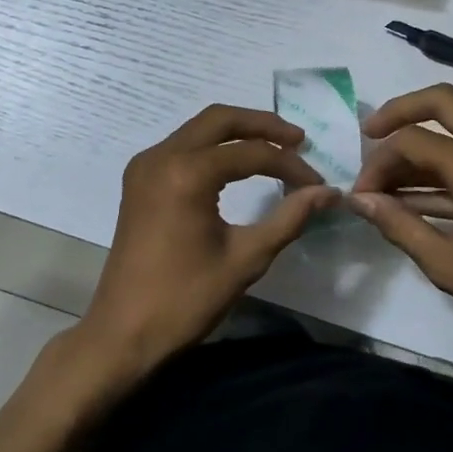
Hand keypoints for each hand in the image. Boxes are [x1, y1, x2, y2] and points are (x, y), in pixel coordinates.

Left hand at [79, 104, 336, 379]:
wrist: (123, 332)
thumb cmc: (186, 299)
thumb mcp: (246, 259)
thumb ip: (289, 218)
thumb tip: (329, 192)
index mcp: (186, 173)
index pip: (251, 153)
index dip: (290, 166)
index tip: (318, 185)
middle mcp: (161, 156)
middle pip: (220, 119)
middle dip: (262, 125)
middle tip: (299, 141)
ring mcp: (144, 166)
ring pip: (199, 129)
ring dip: (237, 133)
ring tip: (275, 149)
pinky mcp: (138, 180)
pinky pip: (182, 146)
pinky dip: (213, 147)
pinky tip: (236, 165)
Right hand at [349, 84, 452, 382]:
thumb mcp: (449, 266)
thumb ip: (399, 226)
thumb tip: (359, 201)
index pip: (411, 140)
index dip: (377, 164)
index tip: (360, 195)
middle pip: (442, 102)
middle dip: (399, 113)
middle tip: (368, 137)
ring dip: (422, 141)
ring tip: (387, 180)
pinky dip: (445, 161)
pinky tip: (418, 195)